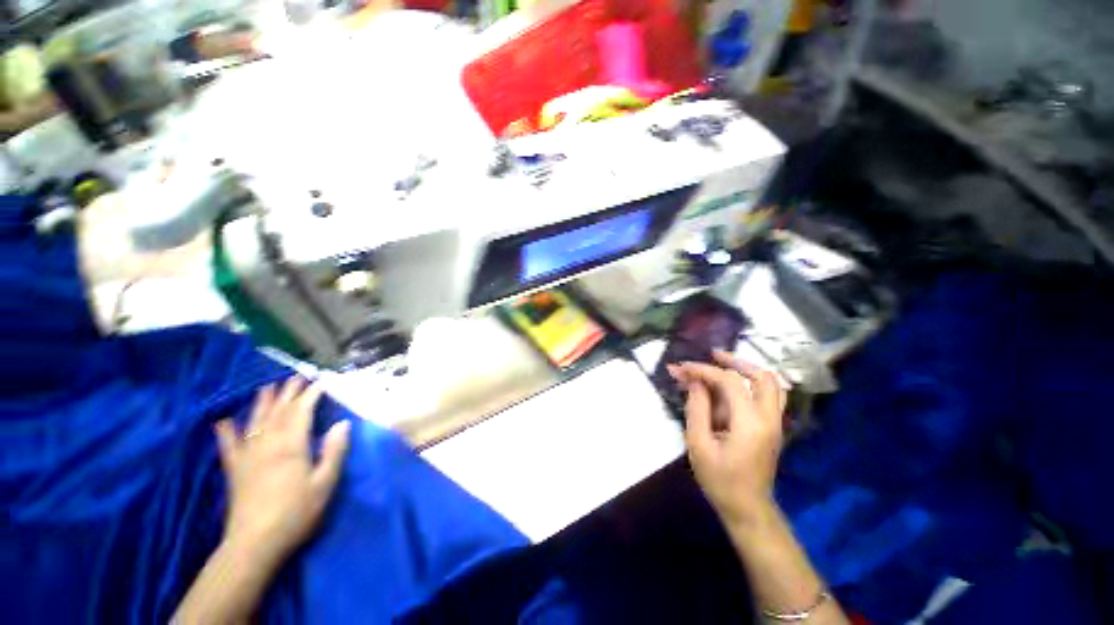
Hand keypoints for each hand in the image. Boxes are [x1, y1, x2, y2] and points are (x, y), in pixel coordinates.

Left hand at [214, 378, 350, 568]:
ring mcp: (247, 457)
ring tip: (268, 387)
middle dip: (289, 392)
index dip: (312, 395)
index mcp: (291, 446)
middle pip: (278, 412)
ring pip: (255, 422)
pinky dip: (226, 433)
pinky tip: (223, 422)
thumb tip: (342, 423)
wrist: (254, 545)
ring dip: (263, 403)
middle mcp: (267, 445)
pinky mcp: (235, 471)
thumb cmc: (296, 513)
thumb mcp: (325, 484)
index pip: (302, 412)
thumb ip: (334, 451)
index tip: (322, 382)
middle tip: (297, 377)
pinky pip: (228, 446)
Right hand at [668, 351, 786, 526]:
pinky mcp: (772, 427)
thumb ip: (697, 408)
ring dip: (747, 369)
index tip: (682, 367)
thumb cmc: (720, 480)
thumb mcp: (699, 444)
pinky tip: (731, 384)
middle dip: (735, 361)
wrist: (748, 509)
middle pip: (762, 376)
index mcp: (750, 423)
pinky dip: (750, 382)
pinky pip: (768, 395)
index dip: (704, 370)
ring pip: (771, 384)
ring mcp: (775, 422)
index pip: (729, 382)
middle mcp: (769, 418)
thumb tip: (694, 381)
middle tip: (712, 356)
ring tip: (722, 364)